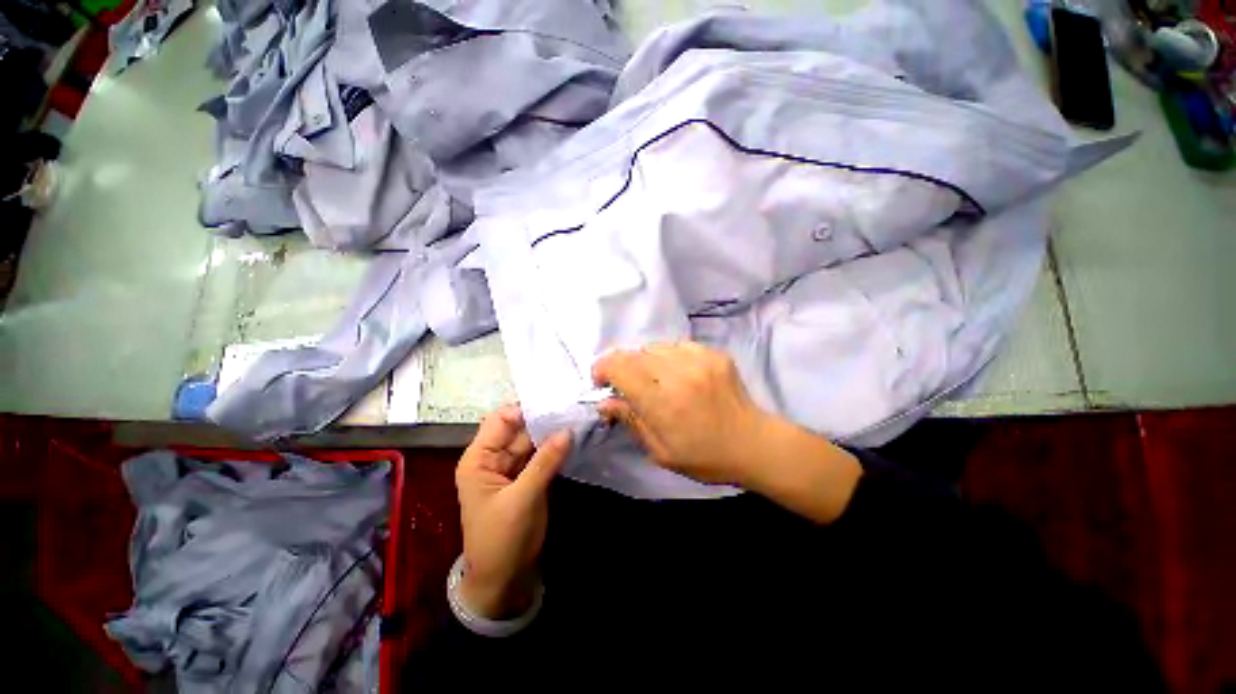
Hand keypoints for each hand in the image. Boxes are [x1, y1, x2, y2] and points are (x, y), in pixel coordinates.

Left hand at [455, 404, 570, 618]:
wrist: (504, 580)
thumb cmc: (501, 540)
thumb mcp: (522, 499)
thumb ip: (545, 462)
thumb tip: (568, 430)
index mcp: (479, 458)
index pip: (501, 420)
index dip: (526, 409)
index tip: (556, 402)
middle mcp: (494, 457)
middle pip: (520, 428)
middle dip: (545, 418)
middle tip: (574, 406)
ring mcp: (513, 467)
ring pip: (533, 440)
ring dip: (553, 431)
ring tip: (579, 416)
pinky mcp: (528, 477)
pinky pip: (542, 455)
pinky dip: (556, 447)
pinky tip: (575, 437)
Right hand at [591, 342, 769, 485]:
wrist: (754, 444)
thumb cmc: (704, 457)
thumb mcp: (660, 451)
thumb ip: (630, 420)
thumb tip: (604, 402)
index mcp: (663, 402)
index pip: (620, 368)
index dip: (603, 369)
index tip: (601, 381)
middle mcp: (679, 373)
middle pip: (634, 354)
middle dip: (622, 367)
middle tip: (627, 385)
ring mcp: (699, 359)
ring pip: (654, 347)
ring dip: (645, 361)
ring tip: (653, 380)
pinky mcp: (713, 353)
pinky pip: (677, 346)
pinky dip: (667, 357)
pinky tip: (675, 374)